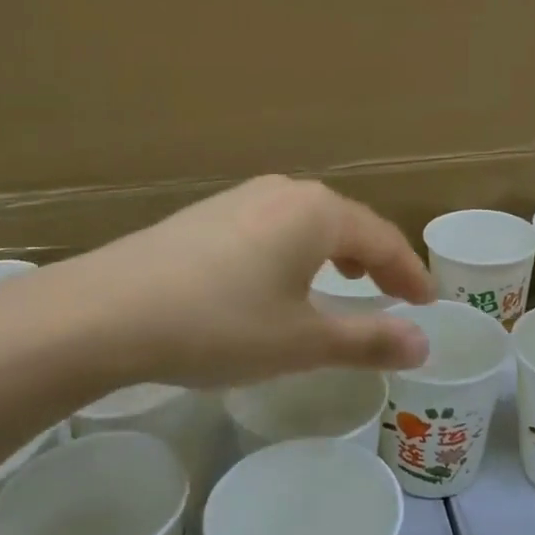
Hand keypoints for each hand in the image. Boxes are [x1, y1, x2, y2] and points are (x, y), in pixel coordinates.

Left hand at [61, 176, 436, 387]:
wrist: (106, 312)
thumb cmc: (220, 325)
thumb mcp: (301, 341)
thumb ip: (368, 339)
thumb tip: (424, 343)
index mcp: (316, 212)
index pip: (382, 238)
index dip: (410, 272)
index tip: (428, 301)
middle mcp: (283, 191)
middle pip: (345, 222)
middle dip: (374, 258)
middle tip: (393, 292)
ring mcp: (240, 198)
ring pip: (306, 221)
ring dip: (333, 250)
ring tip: (343, 279)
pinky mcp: (206, 214)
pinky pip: (271, 226)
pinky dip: (294, 250)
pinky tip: (278, 277)